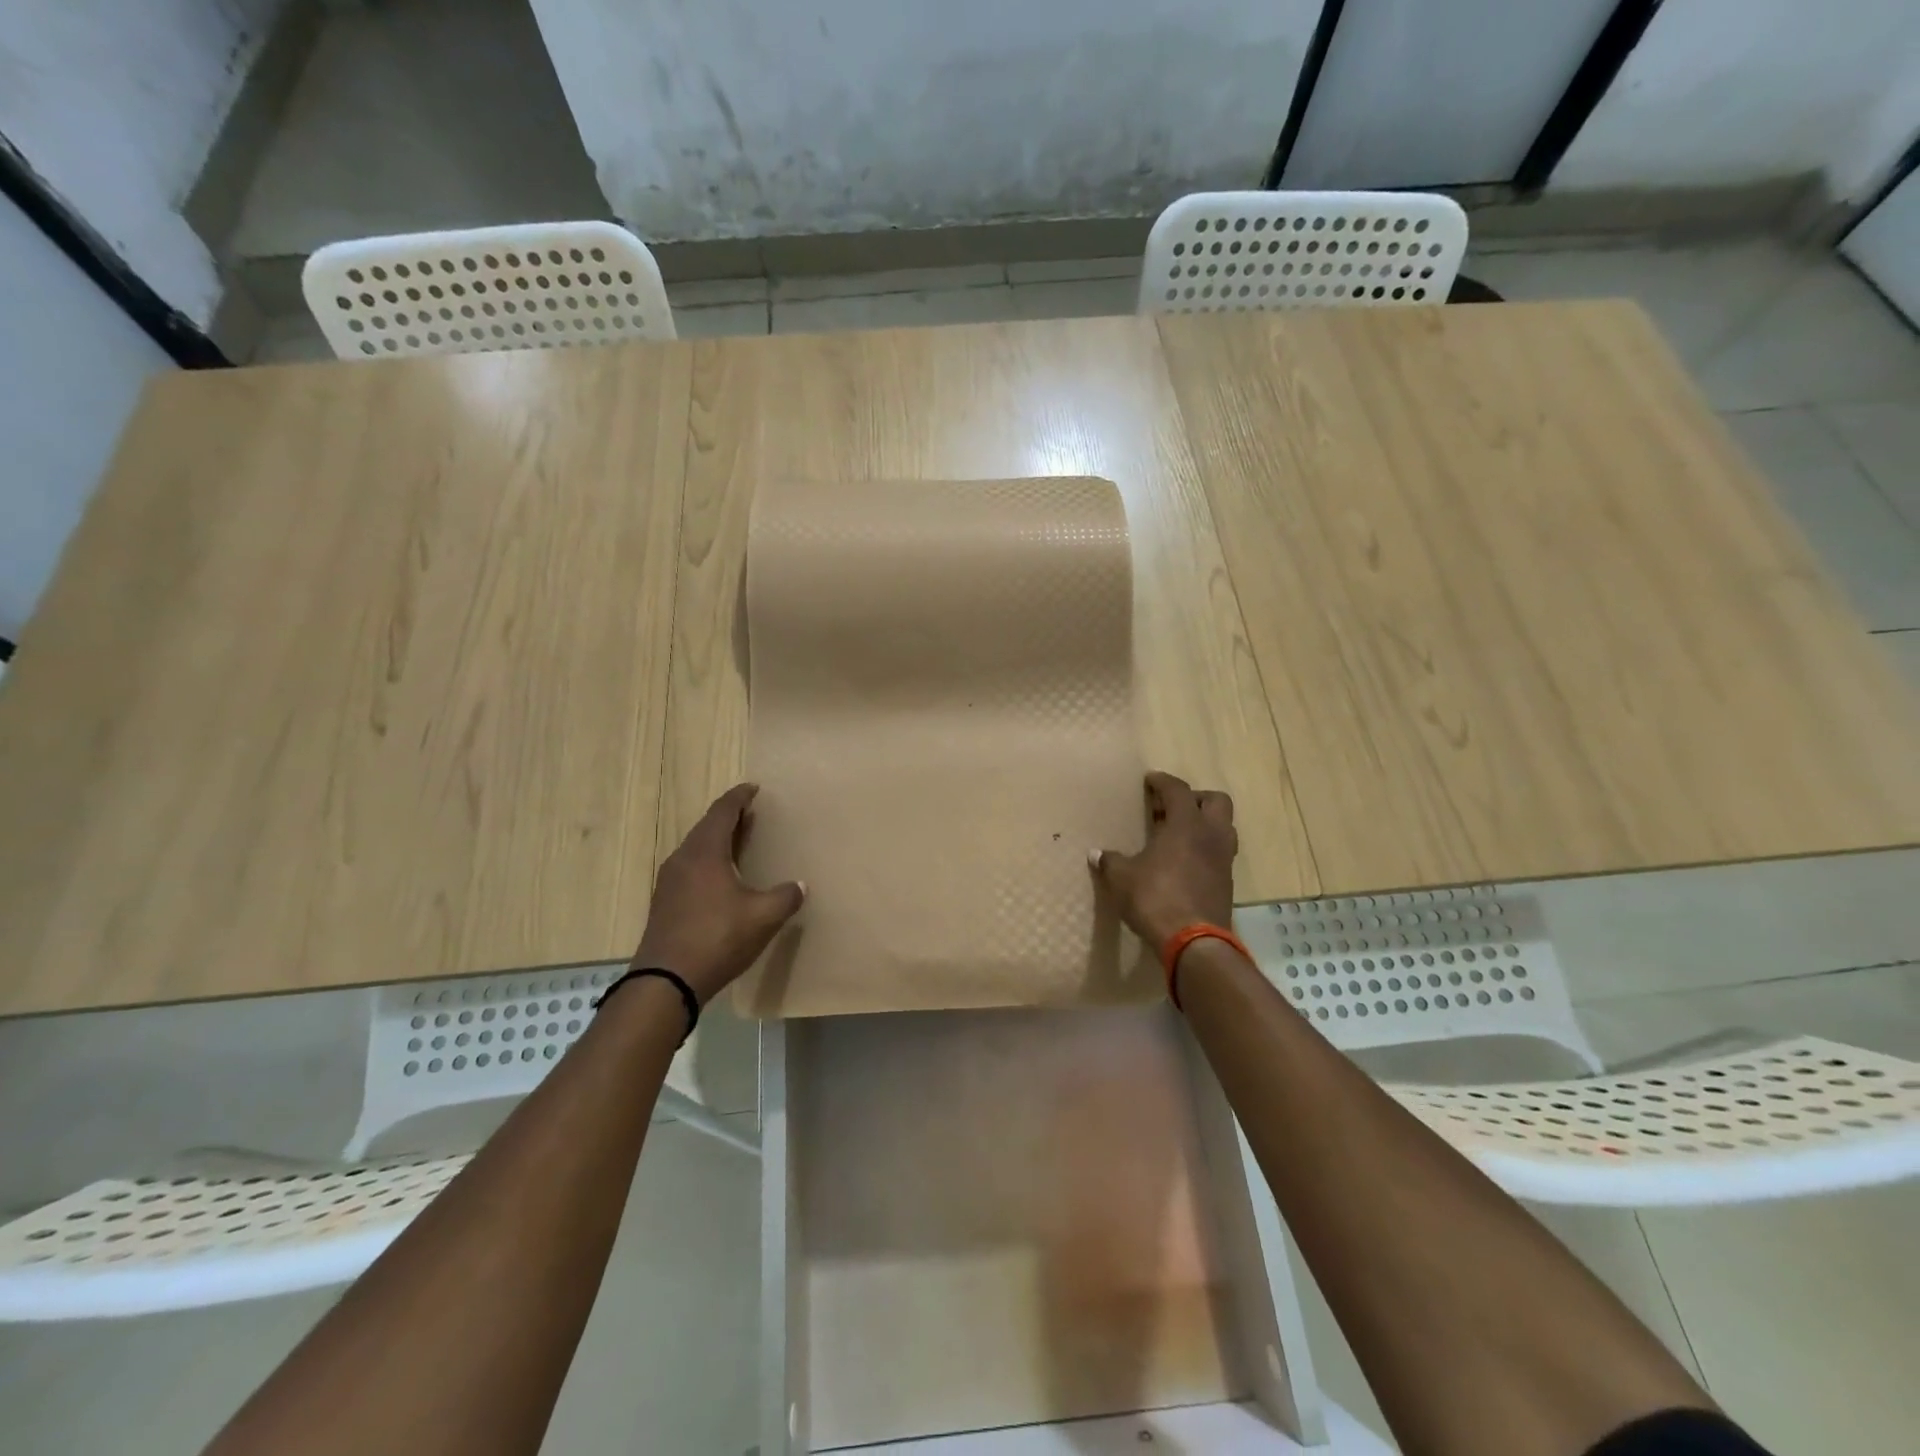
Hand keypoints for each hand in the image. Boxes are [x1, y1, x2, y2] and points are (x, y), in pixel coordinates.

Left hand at [632, 784, 804, 1004]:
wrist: (665, 982)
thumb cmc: (717, 938)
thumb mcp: (763, 917)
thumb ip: (785, 897)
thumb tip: (799, 886)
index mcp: (705, 852)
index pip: (723, 812)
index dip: (739, 798)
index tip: (753, 788)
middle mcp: (683, 859)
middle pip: (706, 827)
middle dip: (729, 817)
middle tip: (750, 814)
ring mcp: (669, 882)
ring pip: (695, 849)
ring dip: (717, 840)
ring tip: (738, 842)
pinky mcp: (664, 903)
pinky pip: (689, 868)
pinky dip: (707, 862)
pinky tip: (720, 878)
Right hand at [1091, 771, 1237, 948]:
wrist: (1194, 941)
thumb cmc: (1155, 898)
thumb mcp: (1122, 878)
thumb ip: (1110, 861)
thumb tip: (1096, 854)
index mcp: (1186, 824)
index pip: (1178, 790)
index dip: (1163, 782)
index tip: (1150, 780)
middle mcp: (1211, 835)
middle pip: (1215, 801)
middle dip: (1194, 799)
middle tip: (1170, 809)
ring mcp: (1223, 859)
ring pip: (1223, 827)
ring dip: (1204, 824)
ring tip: (1178, 835)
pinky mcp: (1227, 882)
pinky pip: (1220, 853)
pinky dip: (1205, 849)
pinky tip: (1184, 862)